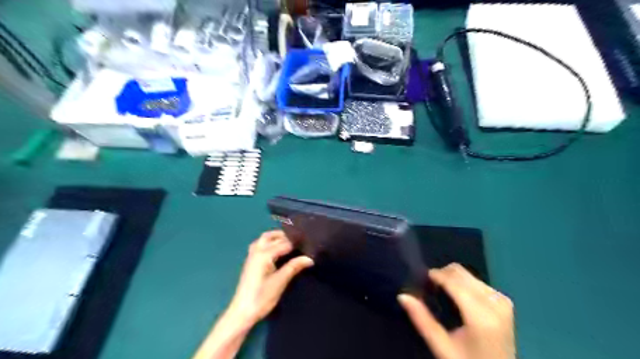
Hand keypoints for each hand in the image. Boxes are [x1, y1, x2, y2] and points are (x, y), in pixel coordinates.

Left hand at [228, 232, 313, 326]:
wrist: (242, 312)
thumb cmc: (262, 297)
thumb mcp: (280, 282)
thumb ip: (294, 266)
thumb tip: (310, 258)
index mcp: (265, 254)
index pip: (284, 243)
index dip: (296, 244)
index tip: (308, 244)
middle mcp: (257, 251)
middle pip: (272, 236)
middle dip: (285, 236)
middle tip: (300, 242)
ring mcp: (251, 255)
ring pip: (264, 239)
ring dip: (275, 237)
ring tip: (289, 243)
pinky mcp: (250, 261)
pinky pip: (259, 244)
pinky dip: (269, 242)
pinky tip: (276, 250)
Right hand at [398, 262, 513, 358]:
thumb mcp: (441, 346)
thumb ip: (421, 319)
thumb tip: (402, 296)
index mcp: (481, 316)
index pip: (454, 282)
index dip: (435, 275)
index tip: (421, 278)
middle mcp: (495, 302)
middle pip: (461, 273)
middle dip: (443, 275)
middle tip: (430, 289)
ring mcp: (502, 300)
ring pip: (468, 274)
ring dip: (452, 279)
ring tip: (443, 294)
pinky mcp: (504, 301)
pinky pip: (477, 281)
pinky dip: (463, 284)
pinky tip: (458, 297)